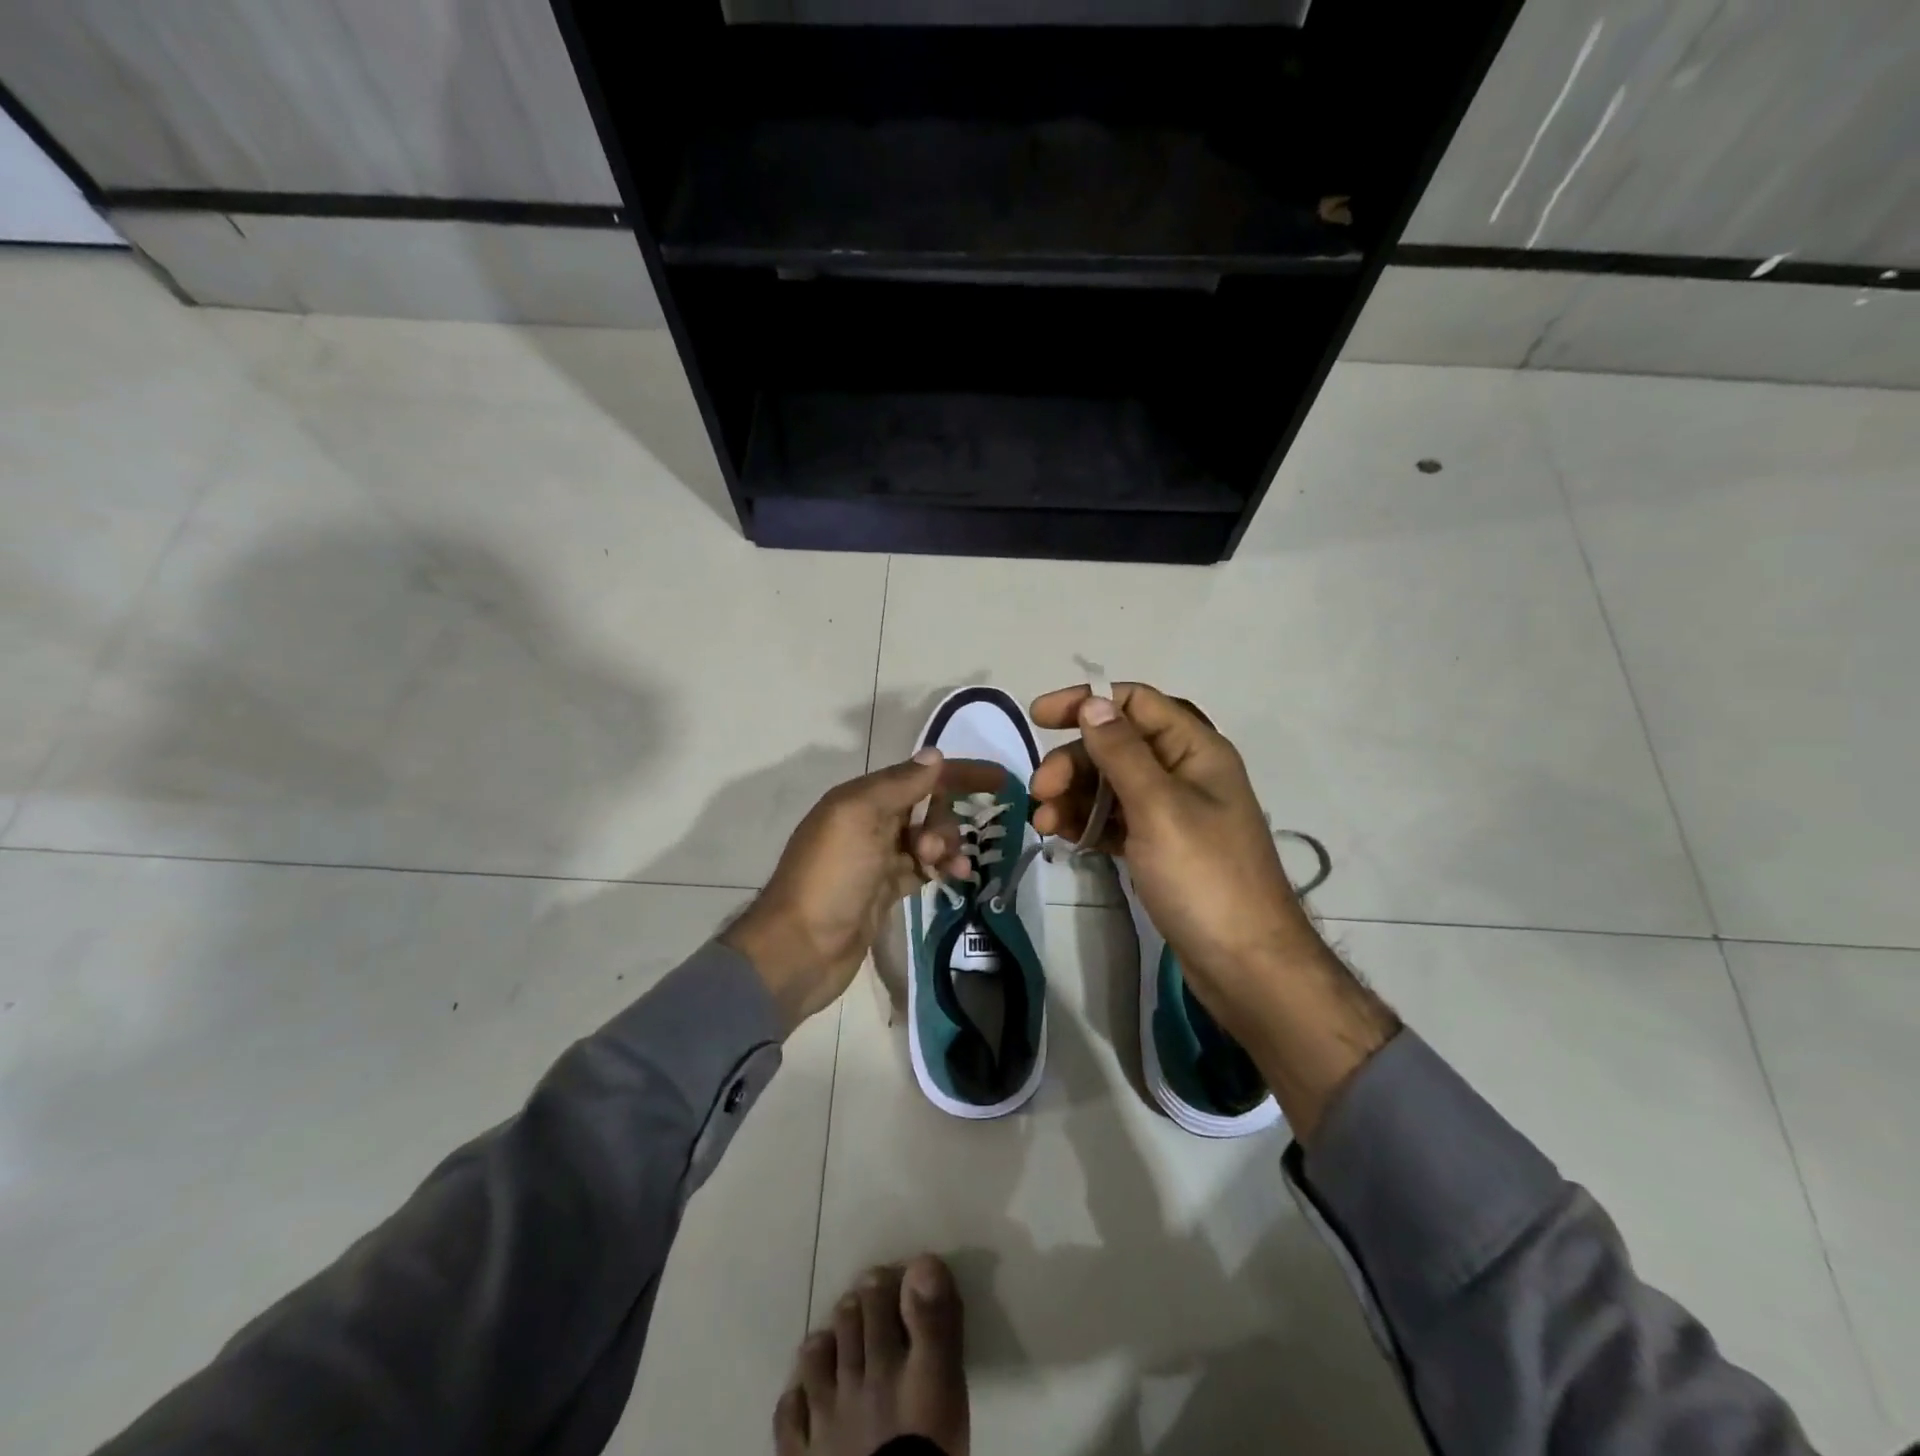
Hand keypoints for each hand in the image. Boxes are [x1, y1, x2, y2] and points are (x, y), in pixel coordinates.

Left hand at [724, 750, 1002, 1032]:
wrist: (800, 948)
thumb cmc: (830, 876)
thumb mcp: (860, 818)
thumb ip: (899, 785)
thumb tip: (935, 755)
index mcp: (860, 799)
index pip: (918, 775)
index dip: (959, 774)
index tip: (1001, 780)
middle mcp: (869, 822)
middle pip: (926, 806)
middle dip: (945, 820)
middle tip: (936, 849)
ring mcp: (878, 858)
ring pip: (928, 838)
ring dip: (947, 845)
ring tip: (952, 868)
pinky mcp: (886, 889)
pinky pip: (924, 867)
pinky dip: (942, 867)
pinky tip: (956, 877)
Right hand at [1029, 682, 1398, 1141]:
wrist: (1245, 965)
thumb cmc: (1204, 877)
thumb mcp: (1158, 807)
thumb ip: (1122, 752)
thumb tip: (1092, 703)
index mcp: (1195, 751)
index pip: (1136, 704)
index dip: (1087, 702)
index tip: (1039, 717)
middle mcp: (1184, 774)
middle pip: (1117, 746)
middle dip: (1073, 762)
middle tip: (1039, 791)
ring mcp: (1172, 813)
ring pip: (1111, 785)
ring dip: (1073, 795)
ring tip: (1043, 822)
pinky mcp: (1159, 848)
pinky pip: (1115, 820)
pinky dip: (1087, 823)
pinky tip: (1062, 835)